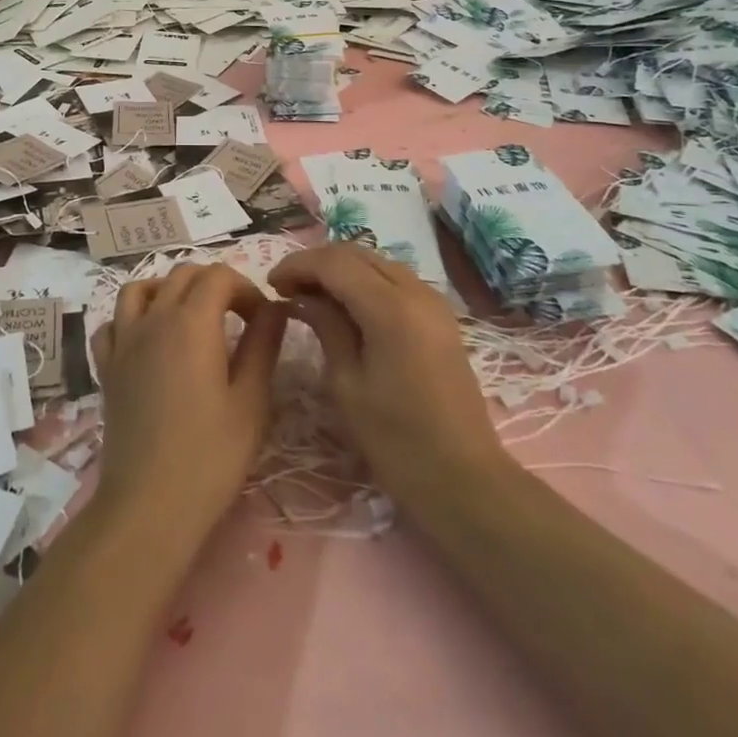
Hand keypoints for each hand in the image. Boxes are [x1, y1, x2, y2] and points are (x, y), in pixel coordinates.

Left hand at [91, 263, 285, 541]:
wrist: (149, 506)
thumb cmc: (210, 457)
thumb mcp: (251, 401)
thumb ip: (263, 345)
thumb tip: (276, 308)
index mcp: (192, 322)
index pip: (219, 276)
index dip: (246, 289)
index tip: (263, 320)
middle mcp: (154, 319)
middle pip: (183, 274)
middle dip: (214, 284)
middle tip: (237, 317)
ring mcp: (124, 341)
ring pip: (141, 288)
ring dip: (168, 289)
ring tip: (190, 316)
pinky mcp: (106, 367)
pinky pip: (112, 323)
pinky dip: (131, 318)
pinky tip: (147, 340)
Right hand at [271, 244, 509, 516]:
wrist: (467, 482)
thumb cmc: (398, 443)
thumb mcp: (348, 386)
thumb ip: (326, 328)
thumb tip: (302, 297)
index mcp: (391, 308)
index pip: (334, 263)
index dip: (298, 265)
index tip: (271, 283)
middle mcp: (416, 291)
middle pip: (356, 254)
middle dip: (317, 264)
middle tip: (286, 288)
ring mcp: (433, 301)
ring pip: (376, 263)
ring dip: (341, 270)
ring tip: (311, 296)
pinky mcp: (440, 317)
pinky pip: (394, 280)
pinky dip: (364, 282)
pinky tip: (346, 306)